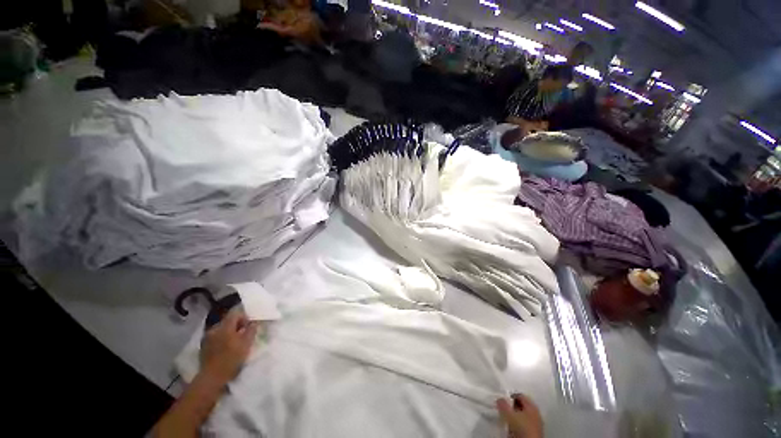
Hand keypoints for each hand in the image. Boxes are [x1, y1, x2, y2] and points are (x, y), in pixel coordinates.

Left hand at [200, 309, 259, 385]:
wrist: (211, 378)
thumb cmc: (231, 359)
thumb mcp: (246, 344)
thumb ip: (251, 330)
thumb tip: (253, 322)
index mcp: (225, 326)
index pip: (236, 313)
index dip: (244, 317)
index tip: (249, 326)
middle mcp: (214, 329)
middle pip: (228, 321)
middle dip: (237, 325)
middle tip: (244, 335)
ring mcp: (207, 337)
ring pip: (221, 329)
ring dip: (229, 332)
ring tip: (235, 342)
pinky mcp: (203, 346)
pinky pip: (215, 337)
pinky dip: (222, 339)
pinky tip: (225, 348)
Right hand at [496, 393, 543, 437]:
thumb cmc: (522, 427)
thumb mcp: (510, 414)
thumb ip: (503, 404)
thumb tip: (499, 399)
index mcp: (532, 406)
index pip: (520, 395)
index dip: (510, 396)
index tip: (502, 399)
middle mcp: (535, 413)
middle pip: (521, 406)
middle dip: (511, 406)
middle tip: (502, 408)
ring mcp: (535, 423)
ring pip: (521, 415)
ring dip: (513, 415)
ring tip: (505, 417)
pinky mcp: (533, 432)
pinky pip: (523, 423)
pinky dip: (516, 423)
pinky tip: (511, 426)